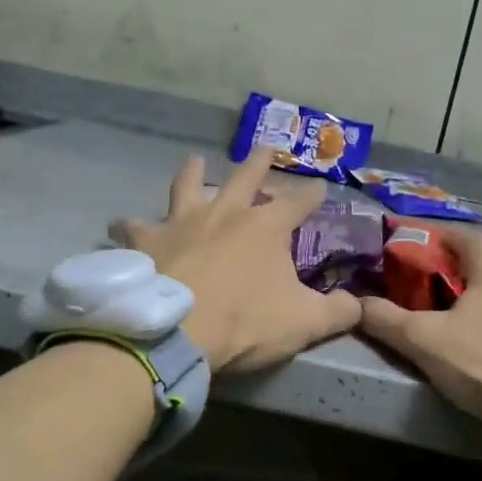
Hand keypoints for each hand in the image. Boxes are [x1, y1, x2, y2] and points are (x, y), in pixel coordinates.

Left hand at [110, 146, 360, 372]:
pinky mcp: (148, 241)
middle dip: (260, 161)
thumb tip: (360, 305)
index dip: (313, 194)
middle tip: (266, 147)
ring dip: (192, 172)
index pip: (299, 202)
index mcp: (266, 226)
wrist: (177, 333)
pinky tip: (121, 226)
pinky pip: (135, 227)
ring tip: (193, 160)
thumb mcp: (305, 323)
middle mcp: (225, 212)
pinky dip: (130, 227)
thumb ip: (338, 312)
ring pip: (188, 186)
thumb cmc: (245, 324)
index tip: (322, 187)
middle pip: (246, 177)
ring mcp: (182, 222)